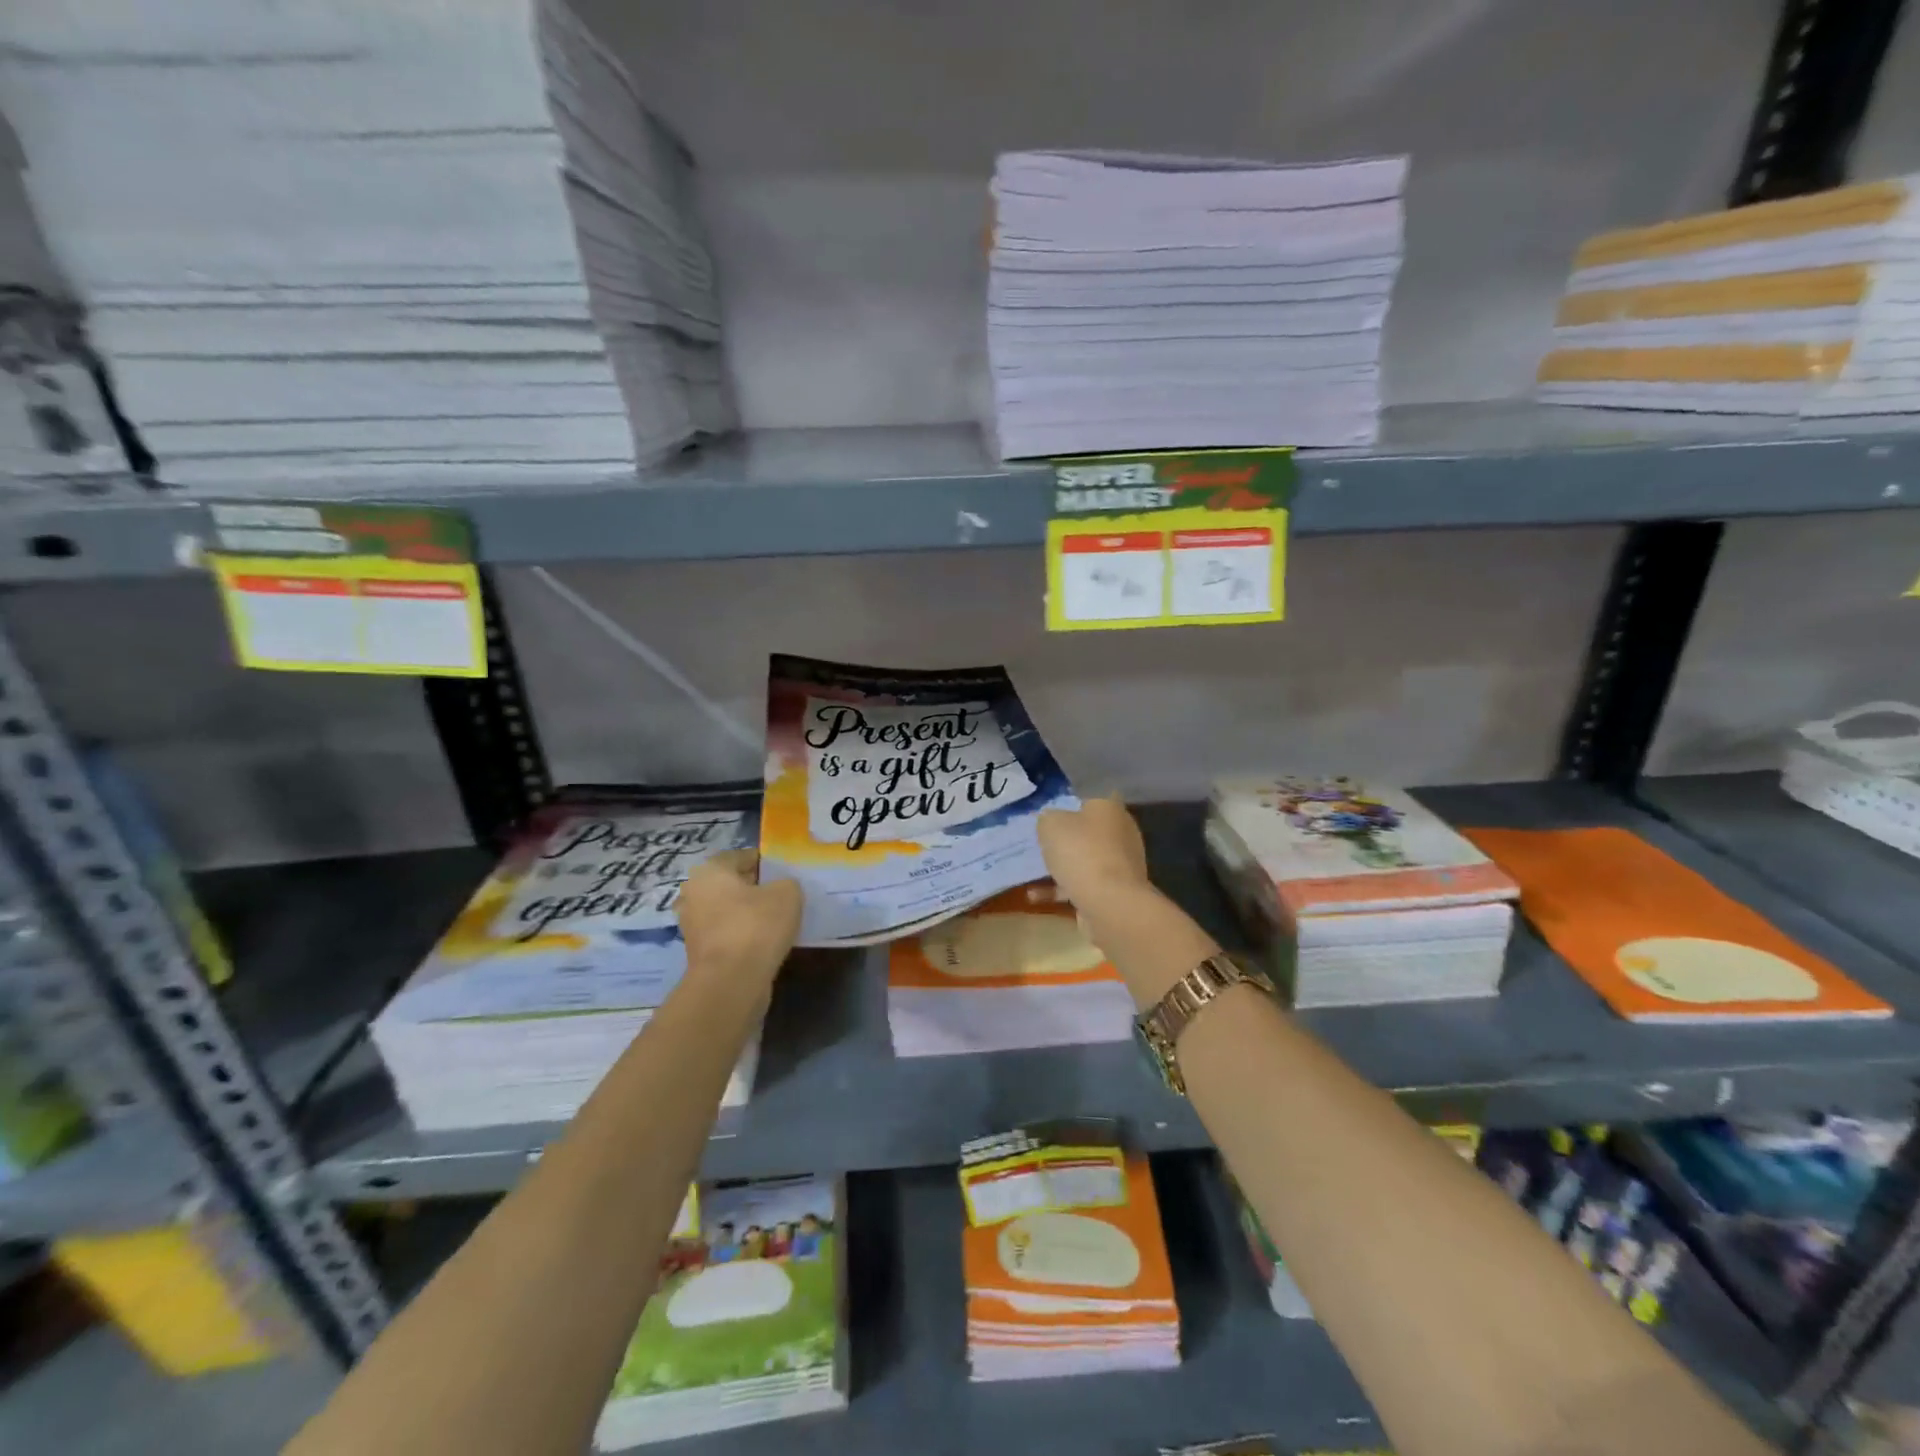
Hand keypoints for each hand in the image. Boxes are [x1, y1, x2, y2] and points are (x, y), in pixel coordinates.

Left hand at [676, 850, 802, 981]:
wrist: (731, 982)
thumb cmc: (756, 926)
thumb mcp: (787, 893)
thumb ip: (787, 883)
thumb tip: (782, 889)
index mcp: (709, 871)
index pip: (741, 856)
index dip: (766, 862)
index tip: (786, 872)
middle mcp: (694, 894)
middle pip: (732, 884)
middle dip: (756, 888)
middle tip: (784, 894)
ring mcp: (693, 926)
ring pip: (729, 911)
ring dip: (749, 914)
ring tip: (779, 920)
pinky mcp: (700, 954)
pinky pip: (728, 935)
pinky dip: (745, 936)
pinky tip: (767, 942)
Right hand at [1037, 797, 1151, 911]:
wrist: (1110, 903)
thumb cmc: (1081, 852)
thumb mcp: (1050, 824)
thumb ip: (1048, 818)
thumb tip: (1050, 821)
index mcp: (1109, 809)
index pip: (1089, 800)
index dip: (1068, 806)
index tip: (1048, 817)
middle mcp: (1121, 832)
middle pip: (1087, 832)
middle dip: (1065, 839)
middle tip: (1039, 845)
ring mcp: (1121, 864)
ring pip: (1085, 860)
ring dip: (1061, 867)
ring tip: (1031, 874)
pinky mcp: (1116, 891)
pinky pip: (1084, 885)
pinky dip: (1062, 889)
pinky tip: (1036, 896)